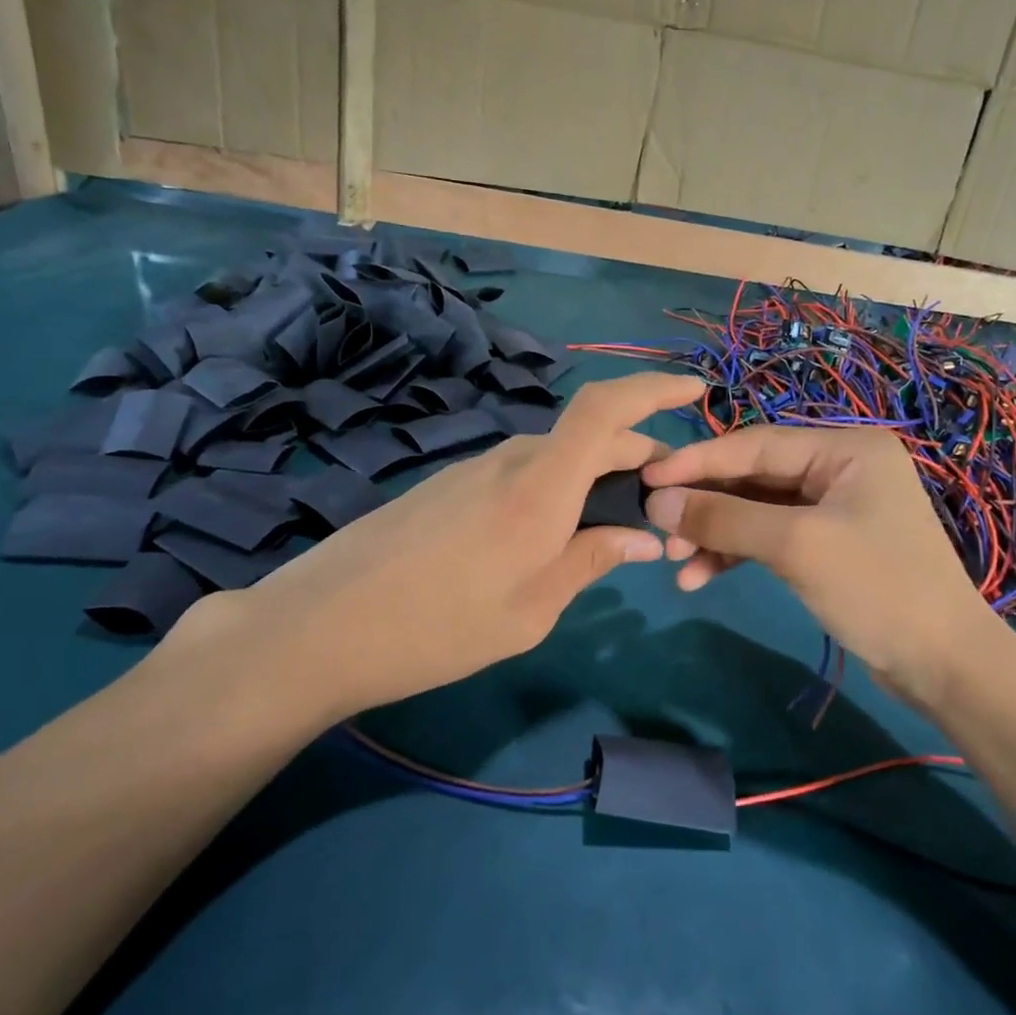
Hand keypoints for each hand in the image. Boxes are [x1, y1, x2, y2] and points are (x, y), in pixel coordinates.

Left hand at [204, 372, 703, 720]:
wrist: (321, 625)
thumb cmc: (438, 626)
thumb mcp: (532, 609)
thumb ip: (591, 561)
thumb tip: (644, 537)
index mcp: (542, 484)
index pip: (607, 409)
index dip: (654, 388)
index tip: (694, 389)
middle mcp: (513, 459)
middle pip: (591, 437)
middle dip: (639, 459)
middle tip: (663, 508)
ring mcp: (476, 468)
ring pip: (558, 457)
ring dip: (596, 478)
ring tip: (612, 530)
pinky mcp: (451, 484)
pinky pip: (524, 473)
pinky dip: (557, 489)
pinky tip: (552, 536)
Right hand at [641, 426, 1005, 705]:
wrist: (945, 666)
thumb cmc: (878, 588)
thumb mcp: (796, 546)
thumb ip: (724, 518)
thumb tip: (657, 501)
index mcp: (845, 447)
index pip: (756, 443)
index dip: (698, 461)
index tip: (647, 478)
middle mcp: (840, 466)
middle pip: (754, 476)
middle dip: (706, 505)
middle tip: (658, 529)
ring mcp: (835, 506)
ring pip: (758, 509)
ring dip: (716, 533)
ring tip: (675, 562)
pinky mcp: (829, 543)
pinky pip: (772, 536)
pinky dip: (738, 553)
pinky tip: (702, 576)